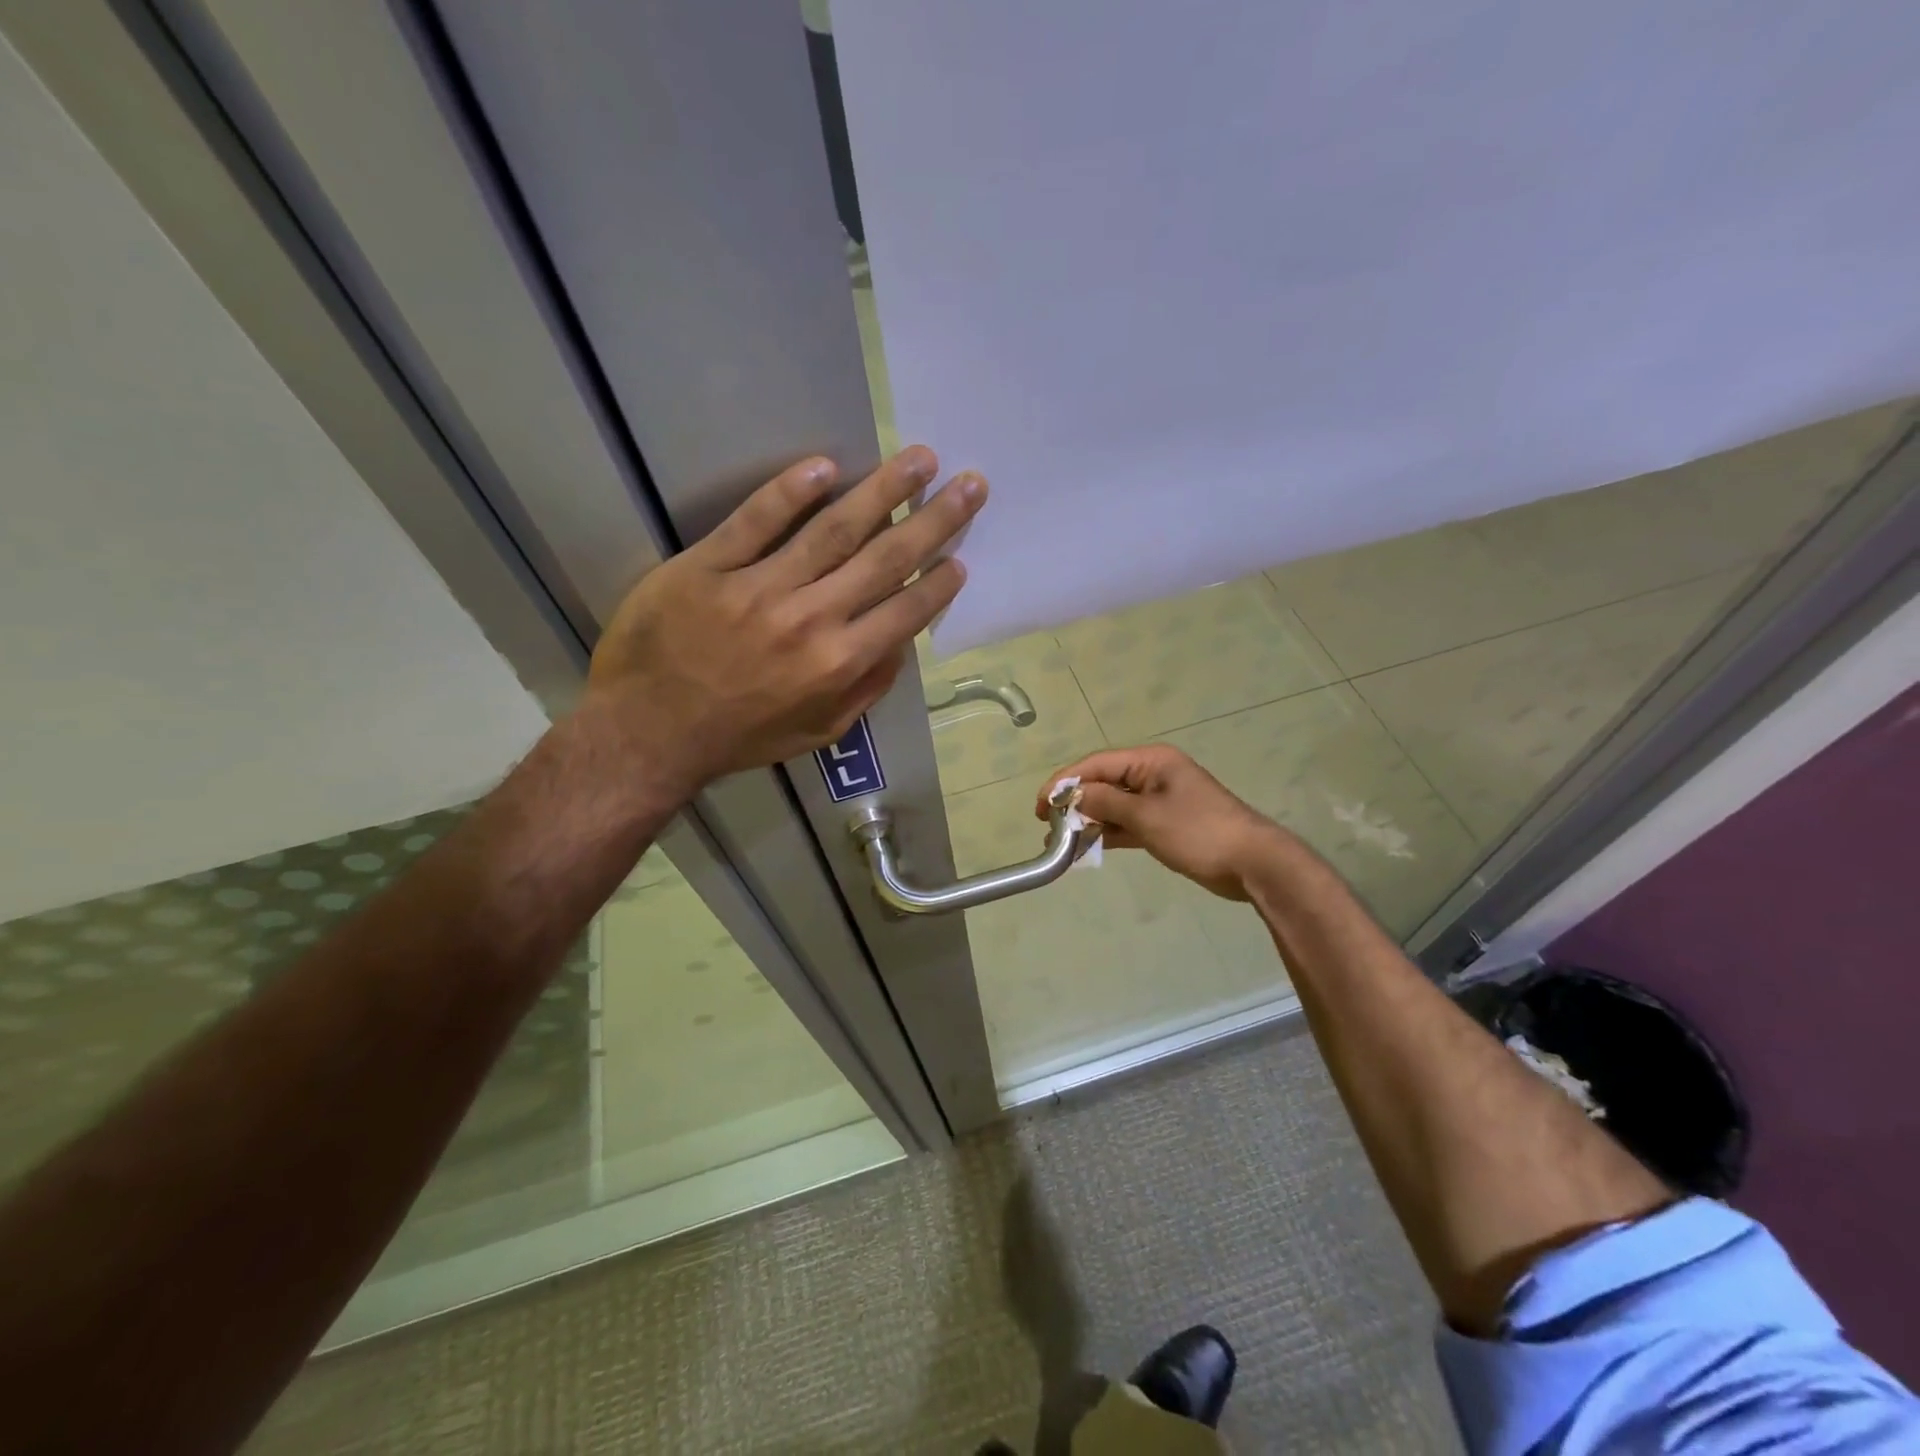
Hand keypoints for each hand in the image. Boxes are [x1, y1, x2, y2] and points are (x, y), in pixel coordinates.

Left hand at [585, 445, 984, 795]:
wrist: (648, 733)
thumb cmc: (740, 737)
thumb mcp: (818, 731)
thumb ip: (866, 690)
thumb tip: (900, 646)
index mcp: (839, 663)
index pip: (906, 610)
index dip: (939, 581)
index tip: (961, 556)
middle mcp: (811, 619)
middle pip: (884, 558)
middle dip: (934, 519)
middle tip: (970, 484)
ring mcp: (759, 587)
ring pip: (832, 530)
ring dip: (882, 491)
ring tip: (918, 458)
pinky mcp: (709, 566)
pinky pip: (755, 521)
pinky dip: (789, 491)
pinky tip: (825, 465)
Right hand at [1037, 745, 1287, 900]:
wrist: (1252, 864)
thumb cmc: (1199, 832)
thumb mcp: (1147, 816)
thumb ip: (1106, 802)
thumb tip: (1073, 795)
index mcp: (1151, 761)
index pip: (1097, 764)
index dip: (1065, 782)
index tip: (1041, 805)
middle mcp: (1153, 775)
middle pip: (1103, 783)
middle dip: (1075, 802)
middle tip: (1048, 825)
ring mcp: (1159, 800)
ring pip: (1114, 805)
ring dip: (1089, 820)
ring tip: (1060, 840)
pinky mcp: (1165, 824)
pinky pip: (1127, 823)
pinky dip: (1108, 833)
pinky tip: (1086, 847)